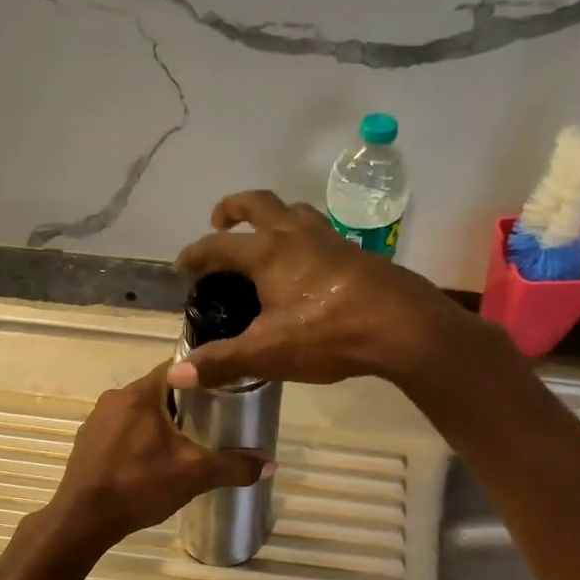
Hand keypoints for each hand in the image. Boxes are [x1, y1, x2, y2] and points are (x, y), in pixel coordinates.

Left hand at [43, 363, 273, 551]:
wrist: (82, 519)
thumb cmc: (139, 485)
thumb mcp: (194, 475)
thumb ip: (233, 466)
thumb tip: (271, 463)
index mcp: (140, 393)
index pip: (177, 368)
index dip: (202, 377)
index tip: (224, 390)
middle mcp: (115, 397)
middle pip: (159, 390)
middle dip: (184, 404)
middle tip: (211, 421)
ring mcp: (97, 420)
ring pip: (138, 411)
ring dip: (160, 422)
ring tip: (184, 443)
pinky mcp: (87, 441)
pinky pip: (120, 430)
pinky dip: (138, 438)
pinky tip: (150, 462)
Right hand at [171, 189, 467, 390]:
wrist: (402, 325)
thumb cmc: (328, 334)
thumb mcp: (267, 353)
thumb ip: (222, 362)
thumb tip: (176, 376)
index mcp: (268, 253)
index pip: (218, 246)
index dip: (195, 254)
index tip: (182, 265)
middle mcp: (296, 235)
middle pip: (259, 204)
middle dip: (234, 207)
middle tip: (219, 220)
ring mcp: (330, 240)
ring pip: (295, 211)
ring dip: (274, 215)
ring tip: (265, 235)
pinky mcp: (356, 253)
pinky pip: (320, 232)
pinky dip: (303, 237)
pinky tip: (309, 264)